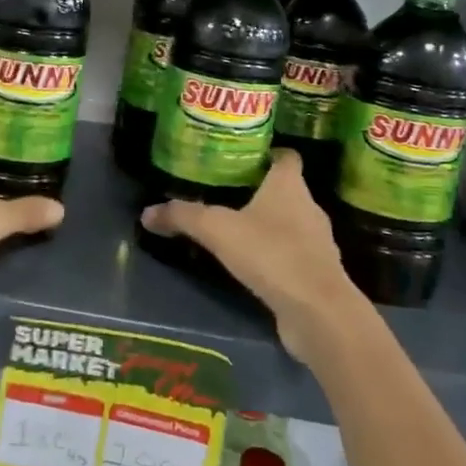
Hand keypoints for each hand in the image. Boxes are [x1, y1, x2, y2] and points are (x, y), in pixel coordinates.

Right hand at [140, 149, 364, 360]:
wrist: (318, 312)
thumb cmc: (271, 254)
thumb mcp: (217, 230)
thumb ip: (183, 217)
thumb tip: (146, 212)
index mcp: (289, 186)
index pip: (286, 157)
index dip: (267, 153)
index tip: (242, 157)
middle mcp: (309, 208)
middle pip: (286, 190)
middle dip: (260, 190)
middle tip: (226, 191)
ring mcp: (317, 243)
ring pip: (290, 223)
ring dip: (268, 225)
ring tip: (235, 228)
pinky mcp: (316, 274)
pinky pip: (293, 255)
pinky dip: (275, 255)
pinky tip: (252, 264)